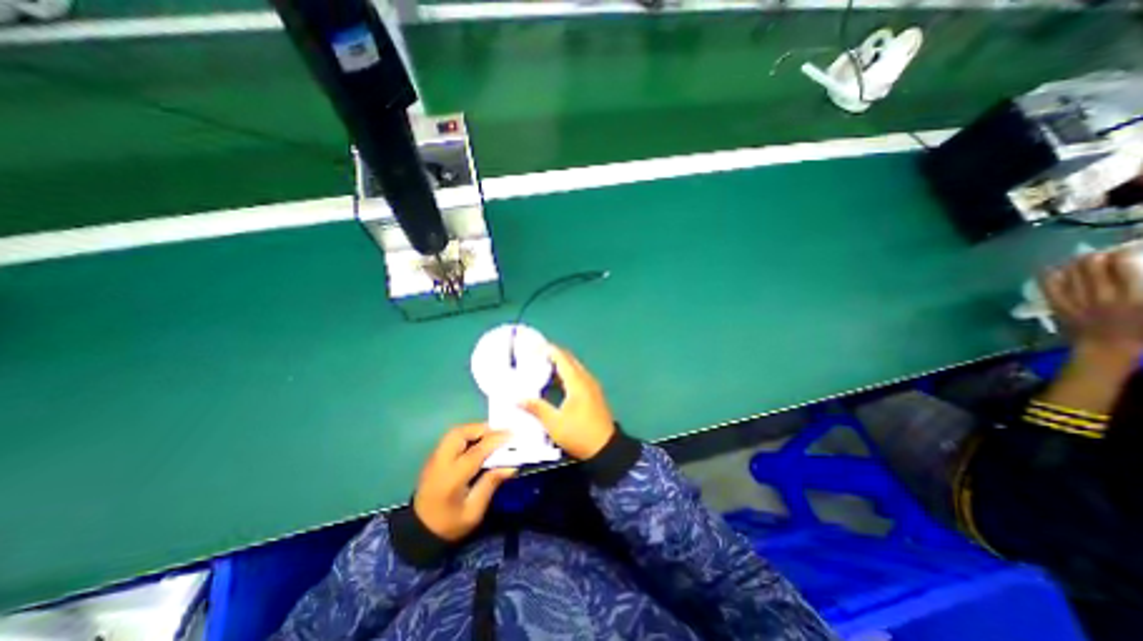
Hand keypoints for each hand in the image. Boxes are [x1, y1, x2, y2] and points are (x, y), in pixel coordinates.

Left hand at [413, 425, 514, 540]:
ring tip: (490, 435)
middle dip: (482, 429)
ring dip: (474, 429)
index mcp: (452, 478)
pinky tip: (478, 442)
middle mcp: (441, 462)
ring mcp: (434, 458)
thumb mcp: (473, 511)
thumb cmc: (449, 525)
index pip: (476, 451)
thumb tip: (511, 466)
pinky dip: (467, 434)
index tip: (512, 435)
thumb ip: (490, 484)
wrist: (418, 533)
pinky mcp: (434, 458)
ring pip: (455, 432)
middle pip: (460, 434)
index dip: (495, 440)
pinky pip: (451, 438)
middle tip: (500, 433)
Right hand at [520, 346, 616, 461]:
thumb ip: (537, 408)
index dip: (548, 350)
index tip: (533, 347)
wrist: (606, 449)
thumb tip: (518, 398)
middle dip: (553, 354)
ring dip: (560, 364)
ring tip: (542, 367)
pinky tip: (556, 382)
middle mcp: (586, 379)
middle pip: (569, 359)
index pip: (561, 358)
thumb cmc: (579, 434)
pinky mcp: (594, 394)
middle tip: (535, 356)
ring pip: (574, 367)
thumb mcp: (554, 423)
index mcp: (577, 382)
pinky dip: (566, 373)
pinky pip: (578, 376)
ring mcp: (592, 386)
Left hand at [1042, 247, 1142, 358]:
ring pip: (1070, 273)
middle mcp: (1102, 295)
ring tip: (1080, 261)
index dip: (1121, 255)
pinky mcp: (1059, 306)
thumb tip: (1134, 274)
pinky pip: (1049, 287)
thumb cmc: (1139, 331)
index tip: (1122, 253)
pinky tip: (1052, 269)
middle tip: (1100, 256)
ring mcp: (1076, 300)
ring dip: (1074, 263)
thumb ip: (1142, 288)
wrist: (1105, 349)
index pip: (1124, 265)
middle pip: (1092, 265)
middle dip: (1095, 256)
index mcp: (1134, 295)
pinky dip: (1049, 276)